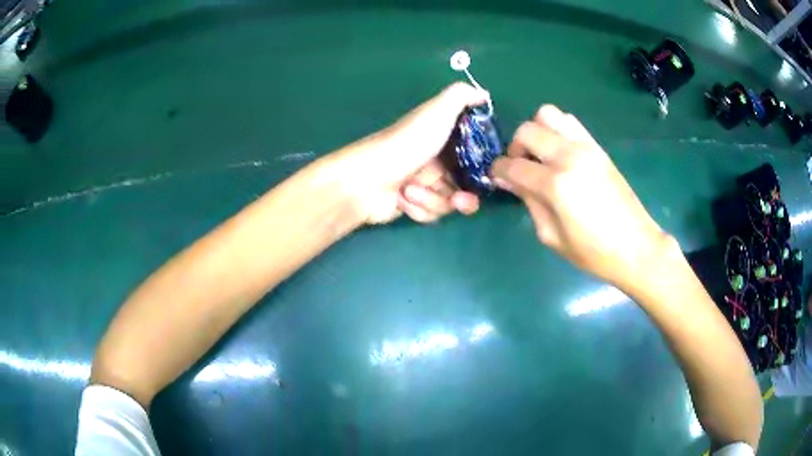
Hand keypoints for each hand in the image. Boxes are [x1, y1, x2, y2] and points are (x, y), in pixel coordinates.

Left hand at [330, 83, 487, 223]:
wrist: (365, 181)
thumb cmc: (405, 144)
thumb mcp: (436, 112)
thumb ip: (461, 97)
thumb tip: (484, 94)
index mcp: (443, 137)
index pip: (475, 154)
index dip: (484, 167)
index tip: (488, 177)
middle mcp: (437, 160)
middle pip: (467, 186)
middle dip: (465, 198)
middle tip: (459, 201)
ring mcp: (425, 183)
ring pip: (450, 202)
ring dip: (433, 200)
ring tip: (410, 191)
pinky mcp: (414, 204)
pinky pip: (432, 213)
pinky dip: (419, 208)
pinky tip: (402, 199)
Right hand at [491, 105, 668, 288]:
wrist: (635, 247)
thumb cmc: (592, 252)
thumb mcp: (551, 236)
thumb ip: (529, 202)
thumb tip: (510, 181)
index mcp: (555, 184)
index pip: (513, 166)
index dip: (499, 171)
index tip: (497, 178)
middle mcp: (568, 156)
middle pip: (527, 131)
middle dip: (515, 147)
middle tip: (520, 167)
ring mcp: (585, 147)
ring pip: (548, 114)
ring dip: (536, 131)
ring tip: (540, 155)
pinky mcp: (597, 147)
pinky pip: (570, 122)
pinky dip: (556, 129)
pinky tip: (559, 152)